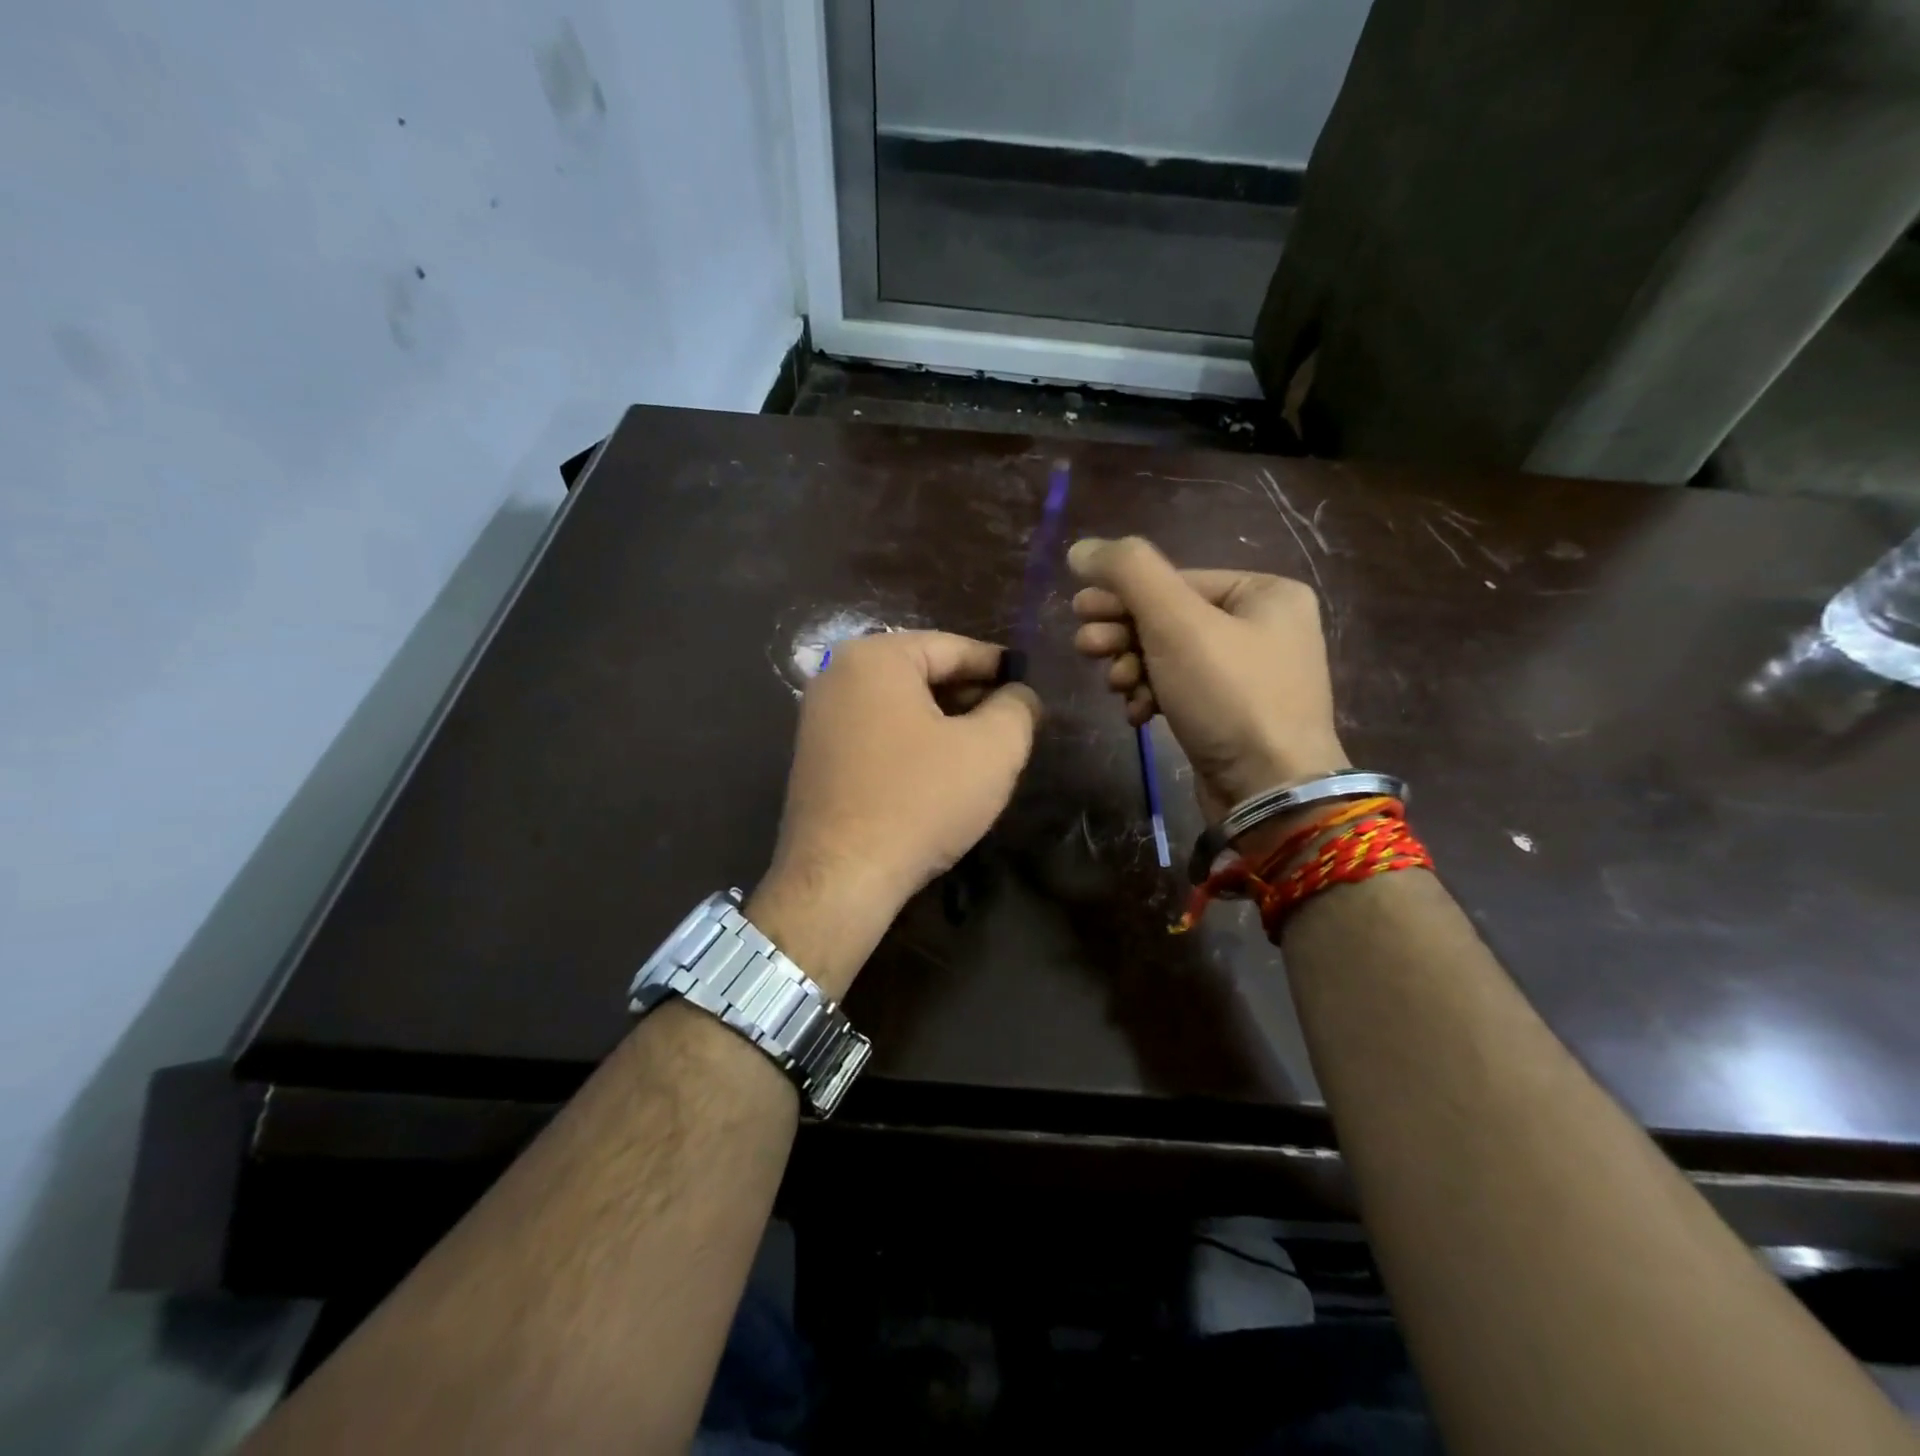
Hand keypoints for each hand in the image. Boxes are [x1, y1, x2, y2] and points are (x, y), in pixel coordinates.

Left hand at [748, 631, 1040, 996]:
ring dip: (943, 722)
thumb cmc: (919, 802)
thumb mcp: (991, 750)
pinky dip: (911, 742)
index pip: (953, 647)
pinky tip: (937, 771)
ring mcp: (817, 716)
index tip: (1029, 685)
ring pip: (899, 705)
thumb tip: (1020, 694)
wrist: (840, 879)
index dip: (999, 666)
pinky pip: (876, 732)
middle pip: (922, 673)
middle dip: (970, 695)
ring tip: (981, 748)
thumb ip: (1017, 708)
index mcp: (875, 657)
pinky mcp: (814, 756)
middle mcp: (836, 674)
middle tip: (1010, 722)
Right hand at [1069, 537, 1348, 820]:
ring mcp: (1249, 675)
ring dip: (1133, 668)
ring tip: (1117, 686)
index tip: (1078, 612)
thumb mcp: (1176, 622)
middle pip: (1170, 618)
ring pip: (1169, 657)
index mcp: (1265, 592)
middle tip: (1086, 647)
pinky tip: (1138, 715)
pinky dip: (1153, 698)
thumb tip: (1082, 547)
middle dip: (1123, 634)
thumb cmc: (1229, 696)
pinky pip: (1181, 691)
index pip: (1175, 580)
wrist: (1269, 792)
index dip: (1121, 594)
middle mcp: (1263, 627)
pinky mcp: (1231, 715)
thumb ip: (1128, 573)